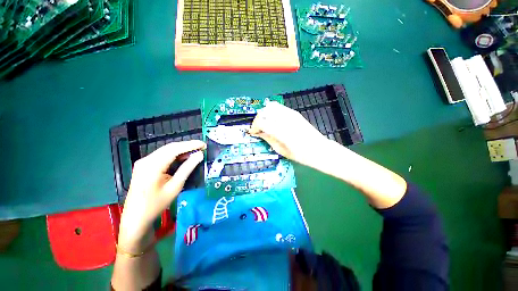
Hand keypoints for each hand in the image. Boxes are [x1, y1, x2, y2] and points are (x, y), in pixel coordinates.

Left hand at [118, 140, 205, 250]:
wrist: (136, 218)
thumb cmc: (156, 204)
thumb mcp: (175, 186)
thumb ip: (187, 168)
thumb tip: (199, 155)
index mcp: (152, 165)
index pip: (174, 149)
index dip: (190, 145)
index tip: (204, 144)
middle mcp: (146, 160)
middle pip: (170, 147)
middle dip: (187, 146)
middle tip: (202, 147)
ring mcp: (144, 162)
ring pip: (166, 150)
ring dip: (181, 150)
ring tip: (196, 151)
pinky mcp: (144, 165)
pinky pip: (162, 156)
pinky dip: (174, 155)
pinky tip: (183, 157)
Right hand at [249, 102, 326, 165]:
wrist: (319, 150)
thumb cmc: (300, 155)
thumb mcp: (281, 150)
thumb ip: (268, 139)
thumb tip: (259, 133)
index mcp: (281, 131)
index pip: (261, 122)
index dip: (254, 127)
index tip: (253, 133)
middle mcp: (285, 119)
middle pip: (264, 112)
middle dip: (258, 119)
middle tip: (258, 128)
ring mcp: (291, 114)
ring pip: (271, 106)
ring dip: (265, 113)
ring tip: (265, 123)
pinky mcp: (294, 113)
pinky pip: (279, 107)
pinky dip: (272, 111)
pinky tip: (273, 120)